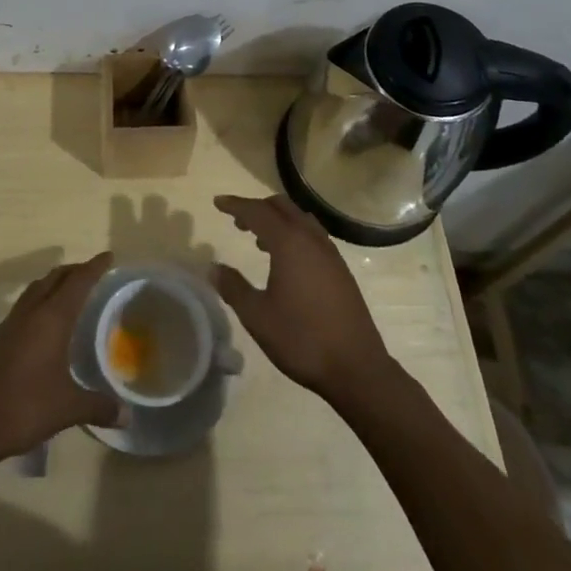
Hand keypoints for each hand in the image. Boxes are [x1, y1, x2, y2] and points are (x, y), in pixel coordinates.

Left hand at [0, 252, 122, 463]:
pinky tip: (41, 326)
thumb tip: (127, 416)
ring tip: (67, 292)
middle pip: (54, 278)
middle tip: (92, 272)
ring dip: (53, 284)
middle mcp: (30, 313)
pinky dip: (38, 302)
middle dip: (74, 270)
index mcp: (51, 319)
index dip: (94, 267)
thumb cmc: (24, 407)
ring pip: (35, 290)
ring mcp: (9, 324)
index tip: (108, 256)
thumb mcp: (67, 408)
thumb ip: (98, 407)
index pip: (78, 282)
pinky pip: (23, 307)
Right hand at [213, 195, 392, 400]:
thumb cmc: (302, 339)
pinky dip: (294, 234)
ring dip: (278, 220)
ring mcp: (330, 253)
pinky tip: (287, 261)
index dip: (235, 205)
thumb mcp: (257, 316)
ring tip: (260, 240)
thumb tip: (214, 268)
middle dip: (257, 208)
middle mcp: (311, 239)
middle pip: (281, 207)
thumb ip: (233, 288)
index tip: (217, 203)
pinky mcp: (340, 269)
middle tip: (238, 221)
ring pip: (300, 219)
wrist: (357, 367)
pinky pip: (312, 235)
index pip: (258, 211)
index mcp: (289, 243)